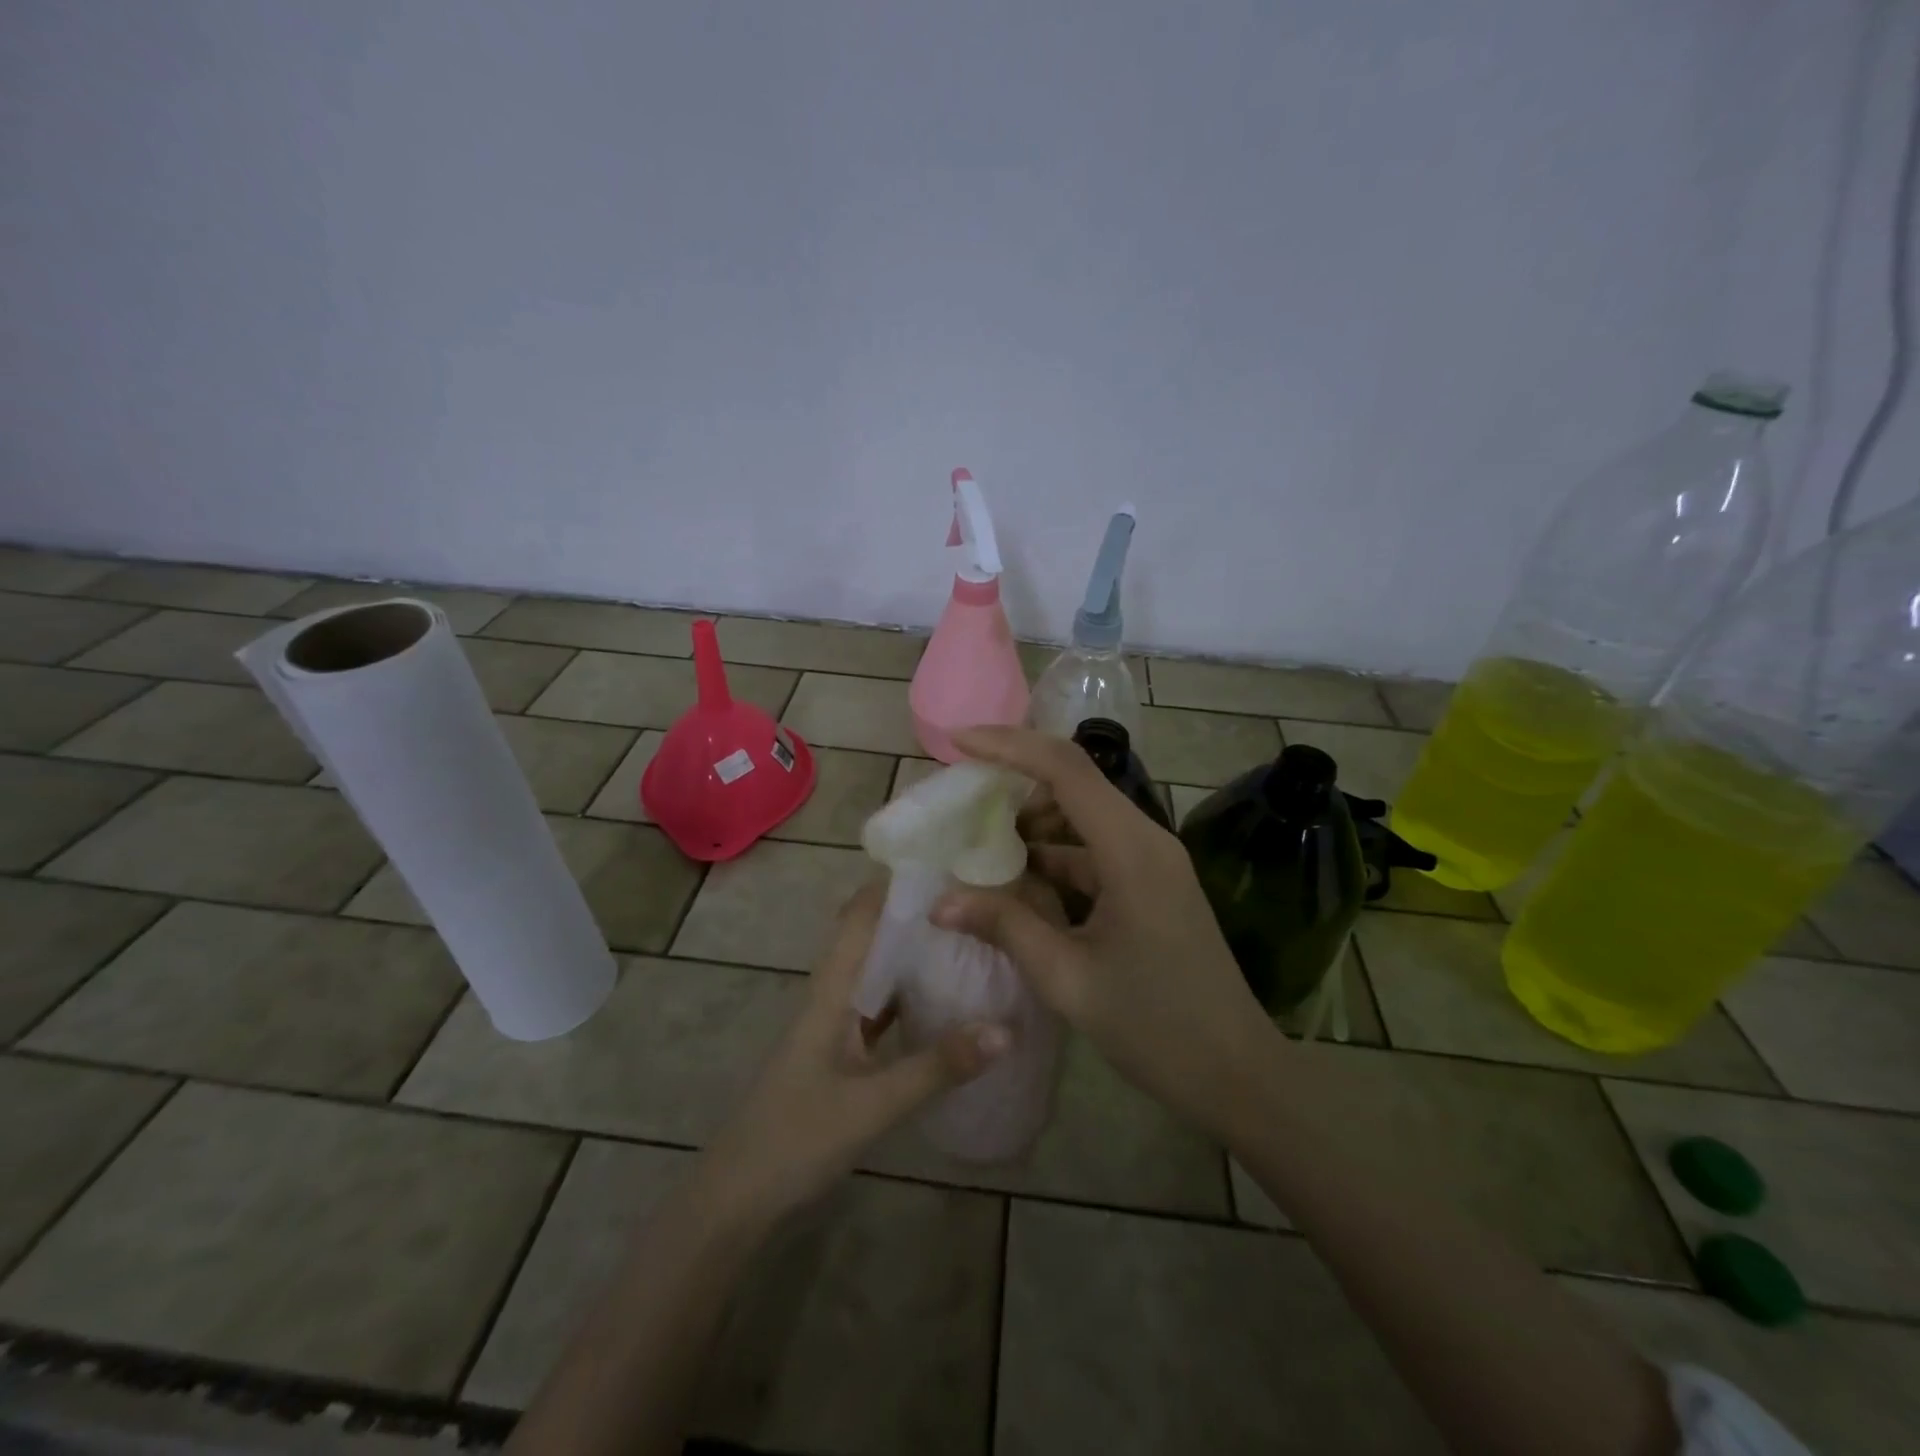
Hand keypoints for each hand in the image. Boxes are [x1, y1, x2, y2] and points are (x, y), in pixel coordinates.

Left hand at [695, 880, 1010, 1227]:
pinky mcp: (839, 1054)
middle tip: (972, 899)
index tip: (945, 862)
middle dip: (914, 915)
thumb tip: (1006, 1028)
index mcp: (831, 990)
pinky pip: (878, 1009)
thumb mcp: (873, 1104)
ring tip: (967, 938)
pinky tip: (941, 1001)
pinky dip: (907, 996)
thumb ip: (938, 1067)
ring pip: (876, 973)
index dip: (894, 884)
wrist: (736, 1199)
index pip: (860, 915)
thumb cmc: (795, 1138)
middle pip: (871, 937)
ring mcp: (833, 1026)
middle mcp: (831, 996)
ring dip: (911, 953)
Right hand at [932, 725, 1284, 1143]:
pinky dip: (1055, 857)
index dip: (1009, 745)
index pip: (1066, 769)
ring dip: (1034, 824)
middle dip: (1015, 783)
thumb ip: (1005, 927)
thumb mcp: (1067, 978)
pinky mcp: (1151, 884)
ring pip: (1083, 818)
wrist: (1236, 1074)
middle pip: (1074, 784)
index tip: (958, 742)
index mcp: (1131, 850)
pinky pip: (1095, 852)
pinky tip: (1019, 883)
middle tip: (961, 801)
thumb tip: (940, 902)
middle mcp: (1146, 840)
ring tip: (981, 846)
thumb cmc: (1155, 1028)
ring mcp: (1153, 862)